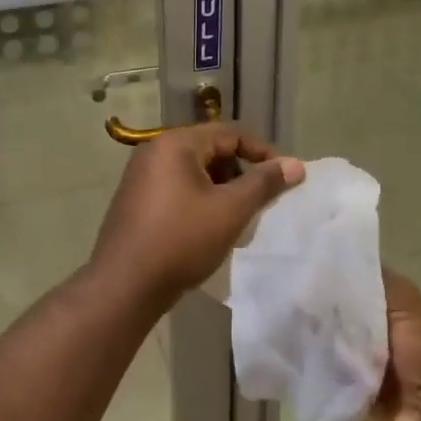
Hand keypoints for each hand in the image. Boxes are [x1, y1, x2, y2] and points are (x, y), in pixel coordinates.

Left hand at [89, 123, 303, 300]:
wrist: (124, 286)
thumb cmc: (181, 240)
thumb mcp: (231, 210)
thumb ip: (264, 183)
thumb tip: (296, 164)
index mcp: (176, 143)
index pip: (230, 134)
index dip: (263, 153)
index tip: (285, 178)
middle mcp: (154, 150)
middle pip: (211, 150)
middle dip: (240, 172)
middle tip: (260, 202)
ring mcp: (140, 175)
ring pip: (194, 171)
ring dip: (221, 188)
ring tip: (237, 218)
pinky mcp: (135, 199)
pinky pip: (176, 187)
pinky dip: (199, 199)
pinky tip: (208, 227)